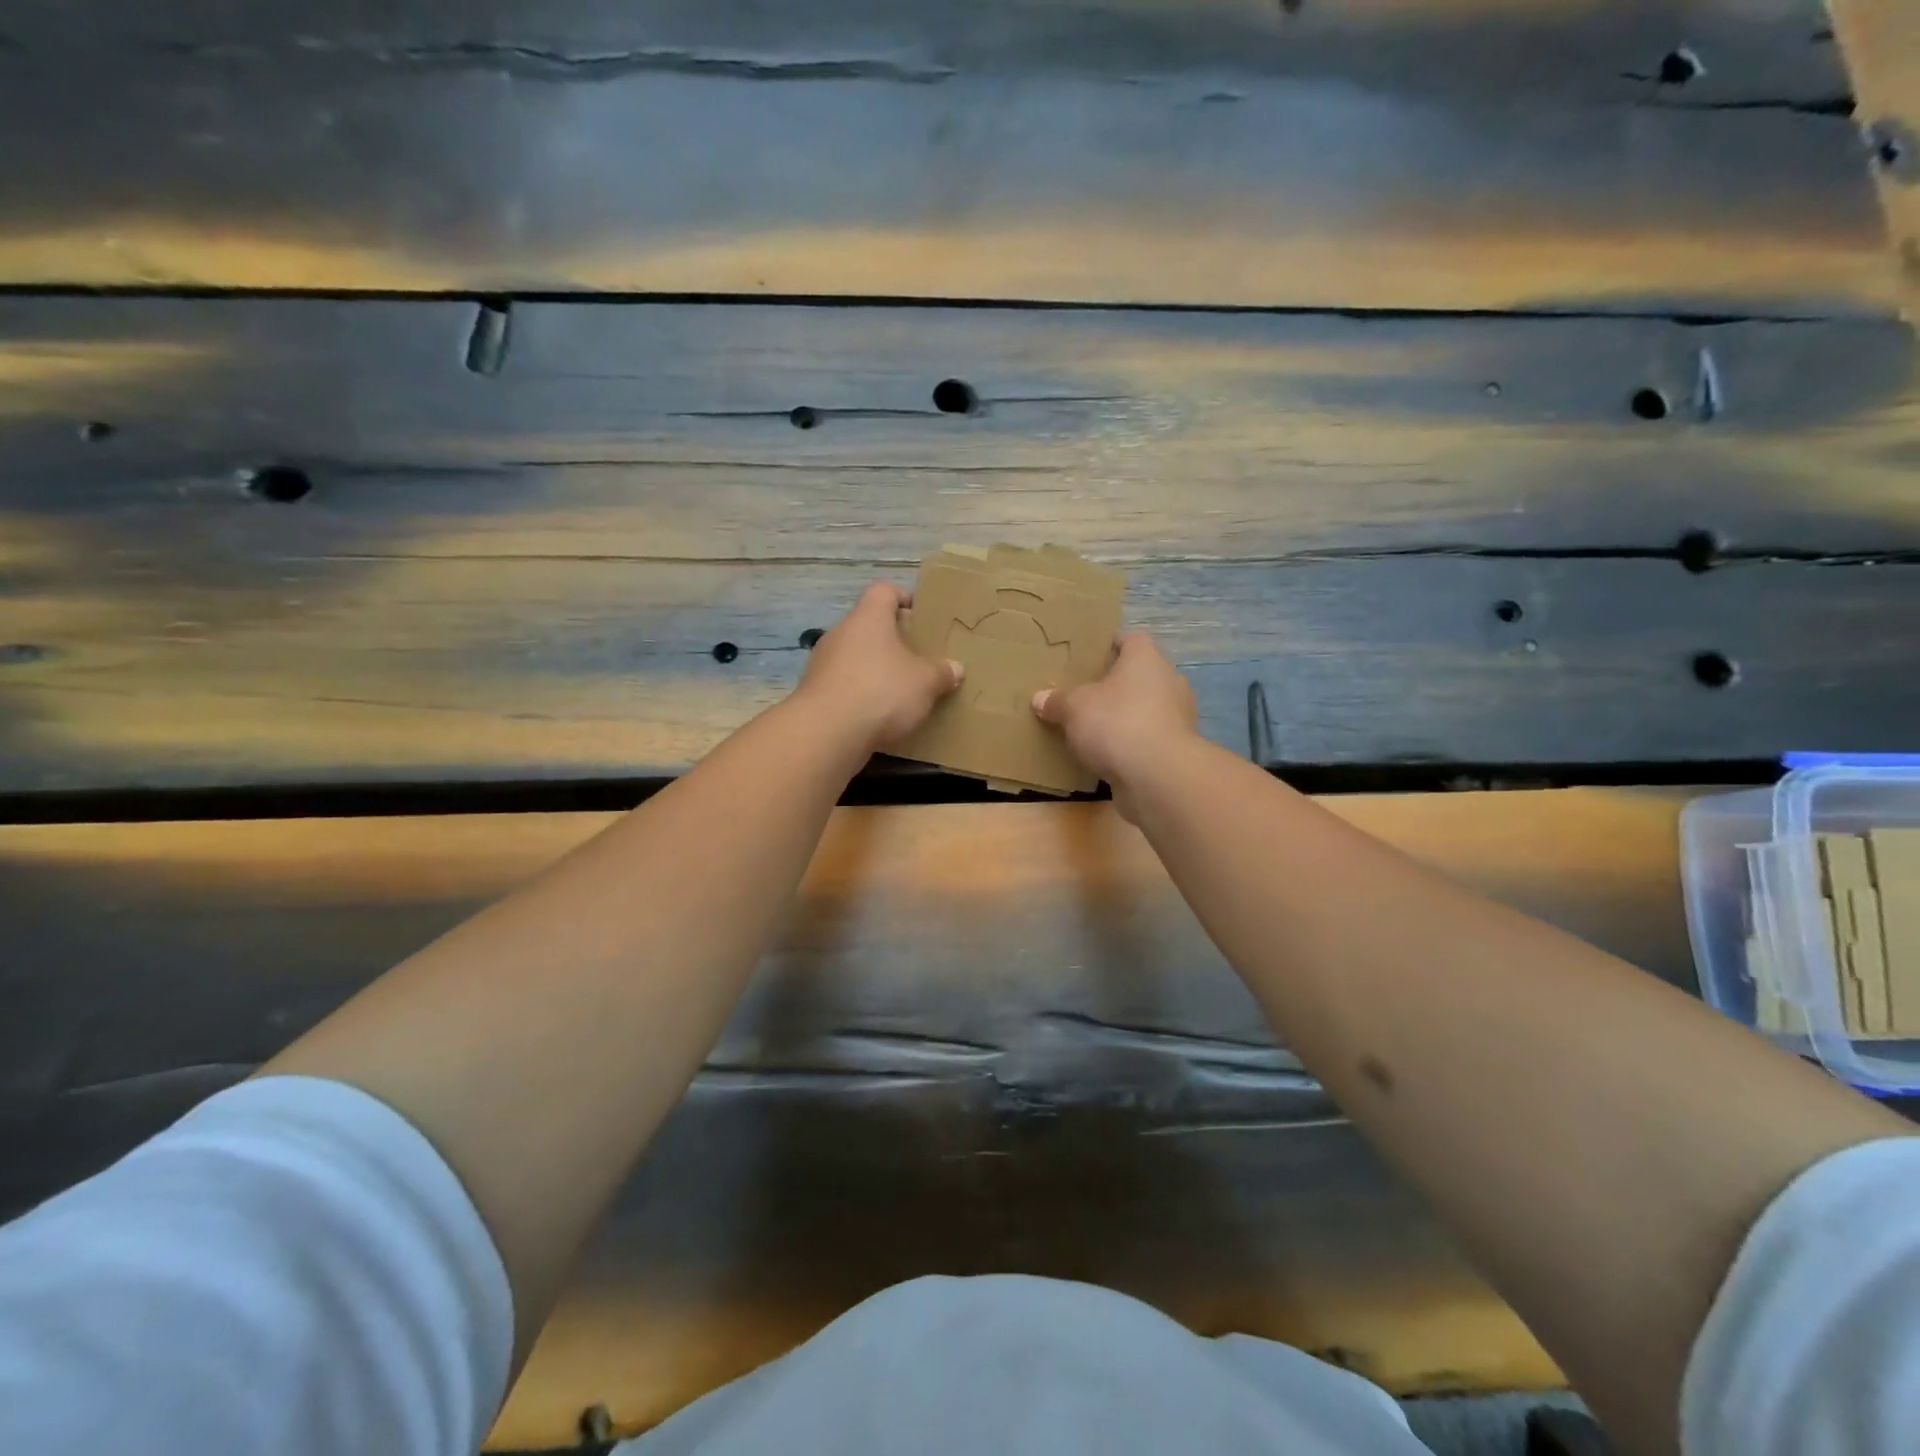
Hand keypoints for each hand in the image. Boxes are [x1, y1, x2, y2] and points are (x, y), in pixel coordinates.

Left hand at [797, 582, 963, 751]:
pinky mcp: (813, 692)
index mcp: (869, 617)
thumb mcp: (925, 683)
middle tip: (915, 658)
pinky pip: (842, 684)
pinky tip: (875, 714)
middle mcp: (841, 632)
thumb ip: (942, 673)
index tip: (919, 615)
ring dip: (873, 669)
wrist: (827, 732)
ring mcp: (822, 662)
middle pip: (868, 626)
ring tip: (897, 690)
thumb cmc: (882, 691)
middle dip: (891, 641)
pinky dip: (858, 694)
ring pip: (853, 656)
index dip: (903, 598)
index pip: (884, 591)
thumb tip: (955, 668)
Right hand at [1032, 632, 1198, 818]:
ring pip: (1147, 708)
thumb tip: (1040, 698)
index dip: (1111, 645)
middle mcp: (1168, 681)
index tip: (1089, 657)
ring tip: (1096, 728)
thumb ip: (1057, 701)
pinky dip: (1133, 744)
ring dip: (1126, 716)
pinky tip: (1110, 756)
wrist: (1158, 776)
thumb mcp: (1073, 708)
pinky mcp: (1177, 750)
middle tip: (1086, 695)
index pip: (1131, 640)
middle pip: (1140, 675)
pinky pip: (1149, 739)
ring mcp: (1178, 717)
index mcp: (1146, 659)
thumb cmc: (1116, 723)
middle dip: (1116, 685)